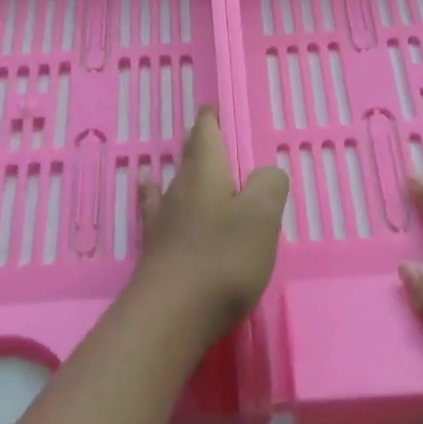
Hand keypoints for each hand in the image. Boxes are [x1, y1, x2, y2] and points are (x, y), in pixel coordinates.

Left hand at [133, 108, 289, 351]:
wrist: (172, 316)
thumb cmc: (222, 259)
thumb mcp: (261, 216)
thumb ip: (268, 186)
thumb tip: (265, 174)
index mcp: (205, 175)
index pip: (206, 135)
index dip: (211, 120)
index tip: (211, 107)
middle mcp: (179, 192)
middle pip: (188, 160)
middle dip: (198, 146)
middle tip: (205, 135)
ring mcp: (163, 224)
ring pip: (171, 188)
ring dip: (178, 177)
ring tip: (173, 167)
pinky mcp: (157, 255)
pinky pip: (159, 218)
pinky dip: (158, 206)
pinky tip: (154, 209)